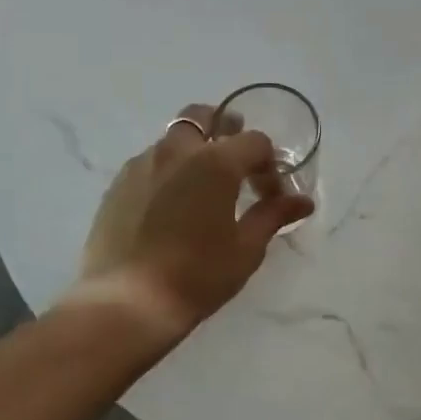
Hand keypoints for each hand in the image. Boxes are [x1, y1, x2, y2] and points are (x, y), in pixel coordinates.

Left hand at [70, 105, 313, 334]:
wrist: (128, 302)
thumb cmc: (197, 276)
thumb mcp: (245, 249)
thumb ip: (273, 216)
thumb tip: (303, 201)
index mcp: (215, 162)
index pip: (255, 142)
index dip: (270, 166)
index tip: (271, 196)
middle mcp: (176, 151)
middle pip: (204, 117)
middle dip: (226, 131)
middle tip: (237, 165)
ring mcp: (141, 165)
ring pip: (173, 140)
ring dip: (194, 152)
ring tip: (202, 190)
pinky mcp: (117, 185)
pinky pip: (149, 163)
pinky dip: (167, 172)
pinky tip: (170, 207)